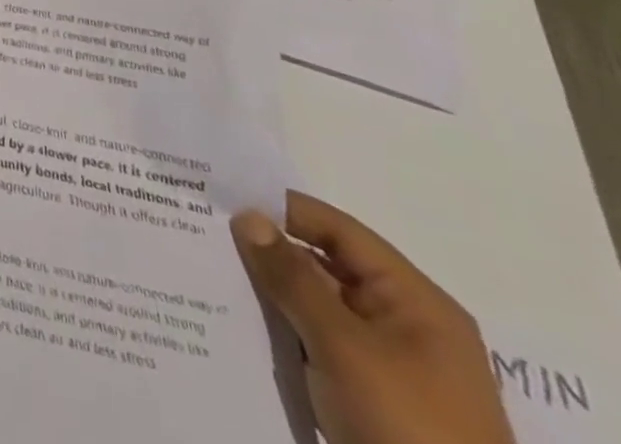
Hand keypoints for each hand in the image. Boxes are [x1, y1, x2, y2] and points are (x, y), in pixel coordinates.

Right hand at [231, 194, 513, 443]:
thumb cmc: (408, 429)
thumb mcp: (344, 348)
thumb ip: (292, 277)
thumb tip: (247, 215)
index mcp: (416, 302)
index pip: (338, 231)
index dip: (283, 209)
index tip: (222, 198)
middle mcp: (405, 325)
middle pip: (325, 267)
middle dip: (268, 253)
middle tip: (204, 233)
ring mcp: (389, 367)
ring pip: (316, 309)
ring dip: (271, 295)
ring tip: (208, 272)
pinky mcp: (370, 401)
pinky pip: (317, 346)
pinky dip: (282, 332)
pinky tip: (236, 323)